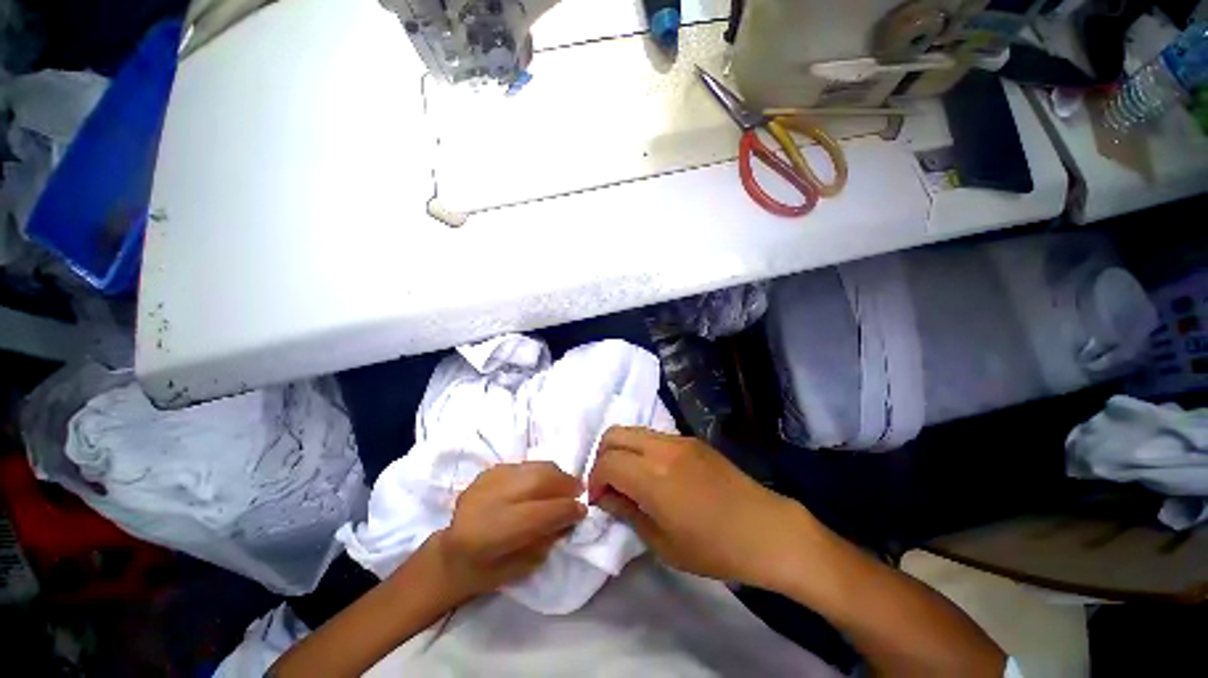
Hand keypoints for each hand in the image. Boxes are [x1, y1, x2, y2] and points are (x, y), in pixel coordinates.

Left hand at [430, 461, 586, 600]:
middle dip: (565, 484)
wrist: (450, 554)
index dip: (566, 509)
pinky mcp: (488, 471)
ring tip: (566, 484)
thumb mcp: (520, 568)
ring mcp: (486, 481)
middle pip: (538, 481)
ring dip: (556, 474)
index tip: (583, 510)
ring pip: (533, 468)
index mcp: (491, 534)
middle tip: (579, 490)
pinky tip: (545, 482)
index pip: (540, 513)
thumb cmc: (485, 572)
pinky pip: (524, 465)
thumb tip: (572, 515)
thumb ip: (547, 539)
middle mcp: (488, 500)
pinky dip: (540, 471)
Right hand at [587, 427, 816, 589]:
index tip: (599, 499)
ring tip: (630, 478)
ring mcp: (679, 440)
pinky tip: (654, 473)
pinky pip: (654, 436)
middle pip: (615, 434)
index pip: (607, 462)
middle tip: (609, 484)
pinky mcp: (692, 439)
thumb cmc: (714, 548)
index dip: (595, 480)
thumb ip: (628, 513)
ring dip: (622, 450)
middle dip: (602, 457)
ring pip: (634, 430)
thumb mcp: (663, 543)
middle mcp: (662, 449)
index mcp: (653, 477)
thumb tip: (606, 497)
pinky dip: (642, 449)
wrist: (766, 530)